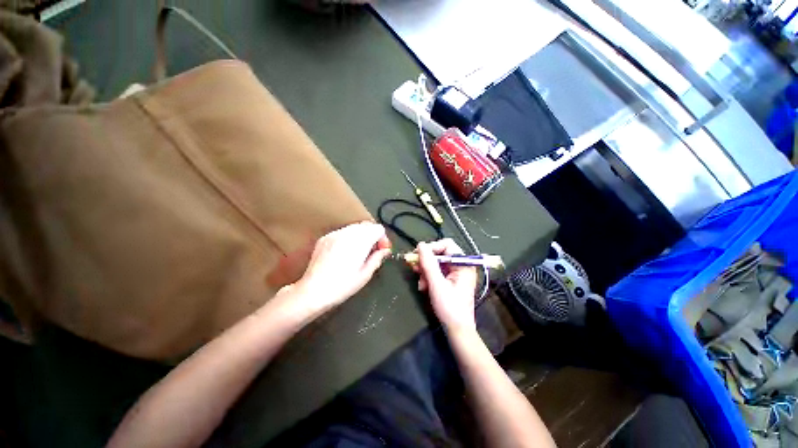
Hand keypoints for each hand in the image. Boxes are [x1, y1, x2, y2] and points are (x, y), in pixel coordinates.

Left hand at [293, 222, 391, 318]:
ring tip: (359, 253)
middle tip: (373, 252)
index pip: (378, 229)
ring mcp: (334, 234)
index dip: (383, 239)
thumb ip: (378, 258)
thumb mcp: (365, 275)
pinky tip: (345, 253)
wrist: (313, 291)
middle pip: (367, 225)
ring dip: (361, 236)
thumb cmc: (342, 286)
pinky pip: (342, 232)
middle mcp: (347, 233)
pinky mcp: (325, 238)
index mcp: (360, 241)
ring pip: (355, 227)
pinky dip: (348, 238)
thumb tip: (385, 251)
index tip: (382, 250)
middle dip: (373, 236)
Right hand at [415, 239, 477, 332]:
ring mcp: (455, 273)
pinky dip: (428, 277)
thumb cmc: (450, 308)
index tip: (417, 255)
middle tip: (414, 268)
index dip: (431, 248)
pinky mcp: (450, 280)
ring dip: (425, 271)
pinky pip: (436, 272)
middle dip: (426, 262)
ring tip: (421, 283)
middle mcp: (460, 265)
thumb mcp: (437, 285)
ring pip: (436, 263)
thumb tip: (420, 245)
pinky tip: (423, 287)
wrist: (457, 330)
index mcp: (463, 264)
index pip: (446, 245)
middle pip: (440, 253)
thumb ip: (428, 264)